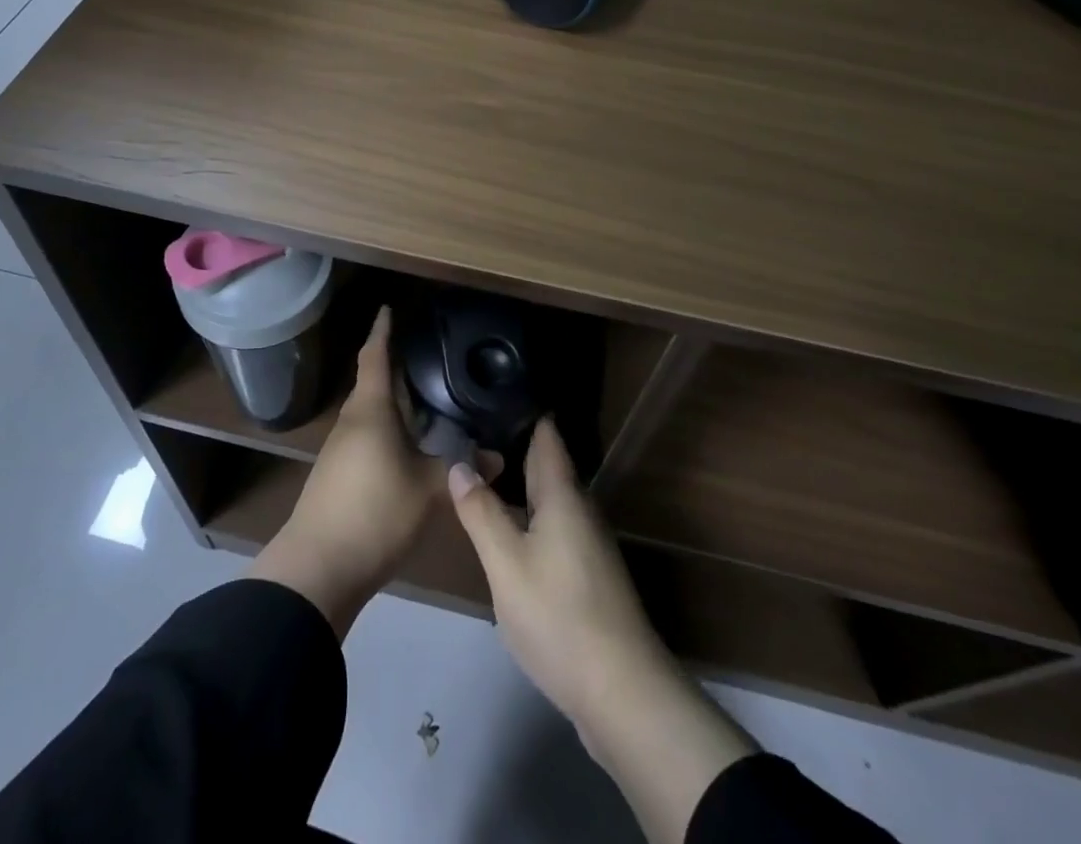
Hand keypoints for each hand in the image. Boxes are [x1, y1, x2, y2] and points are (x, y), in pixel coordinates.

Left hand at [250, 306, 442, 637]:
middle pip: (374, 384)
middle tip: (428, 356)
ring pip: (371, 414)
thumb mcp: (429, 490)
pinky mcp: (339, 476)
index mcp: (370, 410)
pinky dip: (390, 432)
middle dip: (396, 368)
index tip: (388, 308)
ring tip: (428, 400)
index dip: (382, 332)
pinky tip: (411, 447)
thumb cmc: (374, 512)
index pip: (375, 357)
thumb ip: (462, 470)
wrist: (318, 569)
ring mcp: (341, 450)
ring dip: (395, 404)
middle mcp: (352, 422)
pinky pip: (368, 438)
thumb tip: (498, 457)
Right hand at [446, 416, 668, 720]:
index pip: (546, 433)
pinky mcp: (586, 572)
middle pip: (546, 463)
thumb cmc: (559, 616)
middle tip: (469, 425)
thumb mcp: (506, 564)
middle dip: (511, 443)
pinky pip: (551, 523)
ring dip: (517, 481)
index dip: (521, 407)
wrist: (621, 691)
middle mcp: (579, 508)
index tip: (490, 388)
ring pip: (548, 496)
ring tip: (477, 469)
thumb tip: (459, 464)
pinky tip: (504, 525)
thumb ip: (481, 513)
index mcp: (563, 494)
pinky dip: (526, 513)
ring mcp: (586, 541)